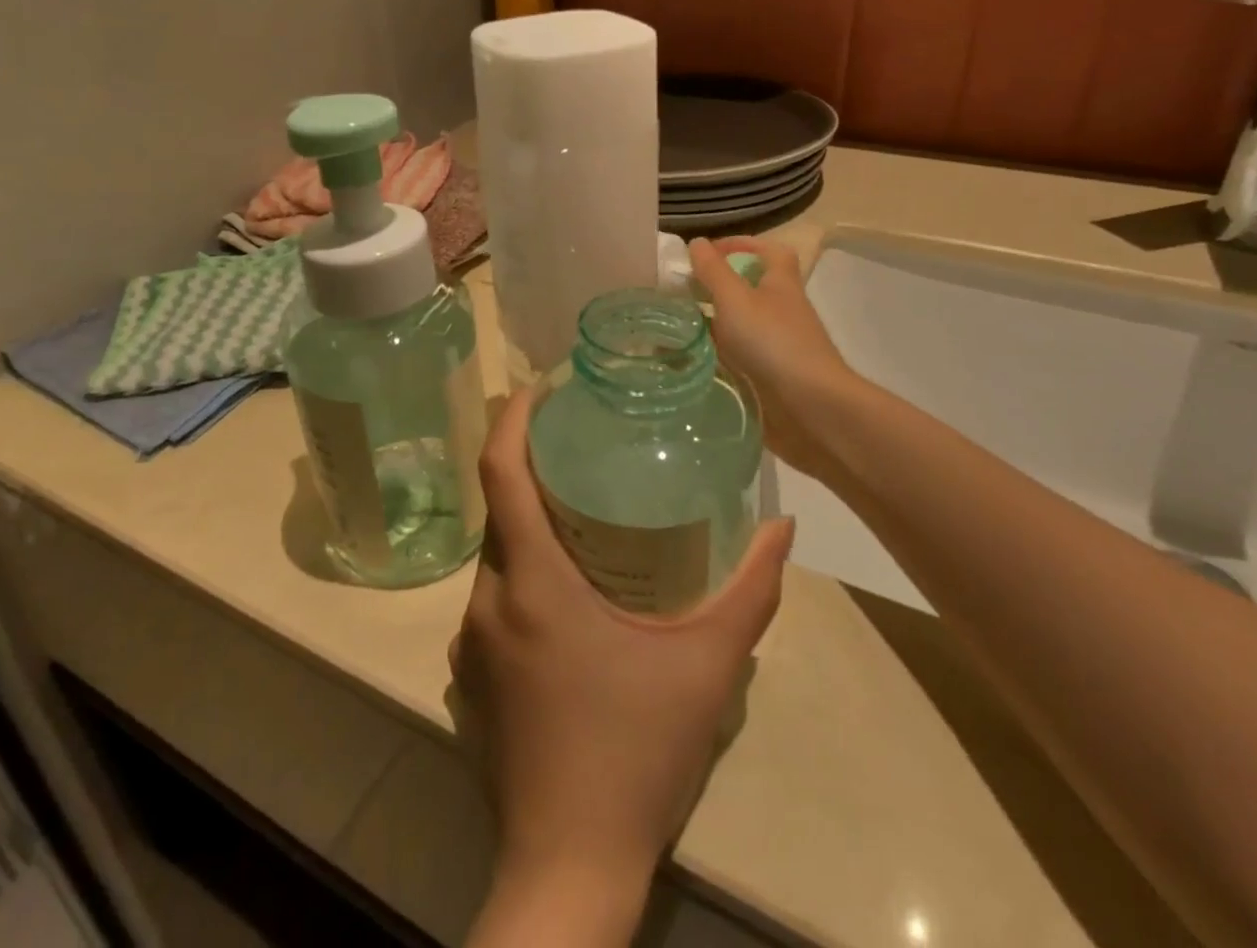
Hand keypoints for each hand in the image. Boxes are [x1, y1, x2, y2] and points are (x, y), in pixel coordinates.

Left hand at [453, 389, 793, 943]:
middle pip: (498, 510)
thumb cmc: (635, 753)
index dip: (512, 419)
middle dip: (530, 468)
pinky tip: (566, 586)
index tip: (538, 387)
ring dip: (528, 523)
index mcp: (530, 581)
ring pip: (495, 556)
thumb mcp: (707, 667)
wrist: (568, 869)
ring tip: (579, 509)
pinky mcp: (473, 676)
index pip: (499, 473)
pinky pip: (494, 596)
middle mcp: (488, 600)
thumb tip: (785, 529)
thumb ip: (751, 592)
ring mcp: (472, 642)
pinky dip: (521, 569)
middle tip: (579, 444)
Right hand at [689, 236, 858, 489]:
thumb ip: (713, 271)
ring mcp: (777, 346)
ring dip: (712, 324)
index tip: (707, 253)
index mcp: (780, 284)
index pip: (769, 251)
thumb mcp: (735, 299)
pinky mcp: (769, 377)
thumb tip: (696, 242)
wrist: (811, 408)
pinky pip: (737, 359)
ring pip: (740, 325)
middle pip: (751, 289)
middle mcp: (781, 311)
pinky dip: (714, 357)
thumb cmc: (773, 343)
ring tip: (673, 327)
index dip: (741, 245)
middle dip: (717, 287)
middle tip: (680, 292)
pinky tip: (688, 362)